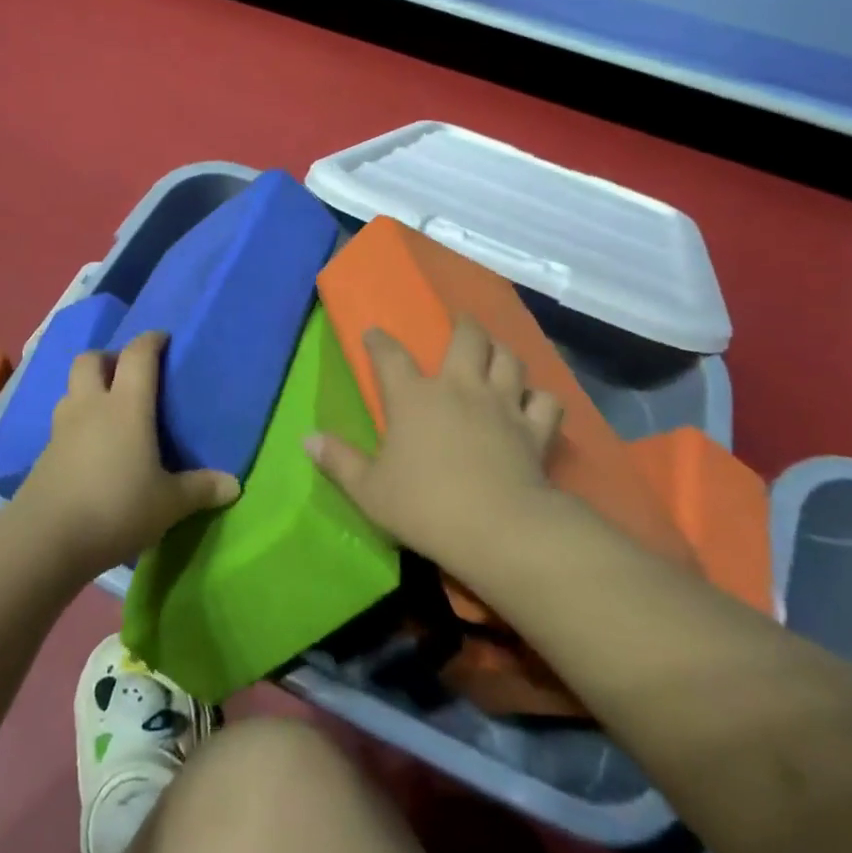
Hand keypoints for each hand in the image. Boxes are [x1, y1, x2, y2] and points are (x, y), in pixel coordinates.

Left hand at [12, 330, 239, 576]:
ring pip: (71, 389)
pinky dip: (77, 423)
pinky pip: (62, 422)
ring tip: (108, 411)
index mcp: (126, 406)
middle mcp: (91, 406)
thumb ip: (200, 490)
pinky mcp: (44, 454)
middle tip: (128, 376)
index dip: (151, 341)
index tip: (163, 339)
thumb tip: (234, 485)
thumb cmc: (116, 508)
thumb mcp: (168, 504)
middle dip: (109, 358)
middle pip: (91, 359)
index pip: (137, 355)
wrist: (45, 539)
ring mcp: (62, 428)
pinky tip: (90, 448)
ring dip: (88, 389)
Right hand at [306, 319, 562, 577]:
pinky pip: (544, 401)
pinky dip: (539, 397)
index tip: (374, 333)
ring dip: (501, 351)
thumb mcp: (369, 490)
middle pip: (467, 338)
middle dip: (463, 326)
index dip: (379, 340)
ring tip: (496, 352)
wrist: (497, 528)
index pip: (390, 355)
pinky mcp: (535, 429)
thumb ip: (339, 461)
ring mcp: (502, 404)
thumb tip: (307, 437)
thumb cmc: (424, 506)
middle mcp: (459, 387)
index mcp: (413, 397)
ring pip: (509, 359)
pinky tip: (533, 402)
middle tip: (460, 324)